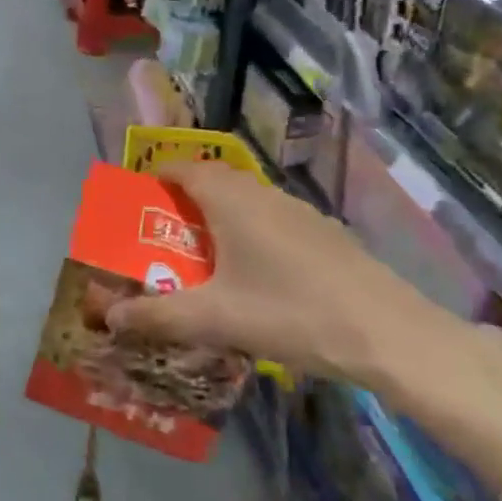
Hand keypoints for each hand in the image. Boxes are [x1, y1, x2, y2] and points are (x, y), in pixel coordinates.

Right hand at [104, 163, 473, 398]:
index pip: (181, 167)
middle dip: (184, 201)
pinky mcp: (324, 232)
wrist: (390, 334)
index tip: (138, 203)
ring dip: (219, 216)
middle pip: (212, 180)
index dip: (155, 178)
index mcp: (230, 198)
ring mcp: (298, 210)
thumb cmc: (291, 313)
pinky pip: (272, 218)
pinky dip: (251, 232)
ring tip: (205, 258)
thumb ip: (159, 315)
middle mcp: (261, 192)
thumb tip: (111, 317)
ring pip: (245, 200)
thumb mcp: (216, 319)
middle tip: (164, 236)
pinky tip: (258, 276)